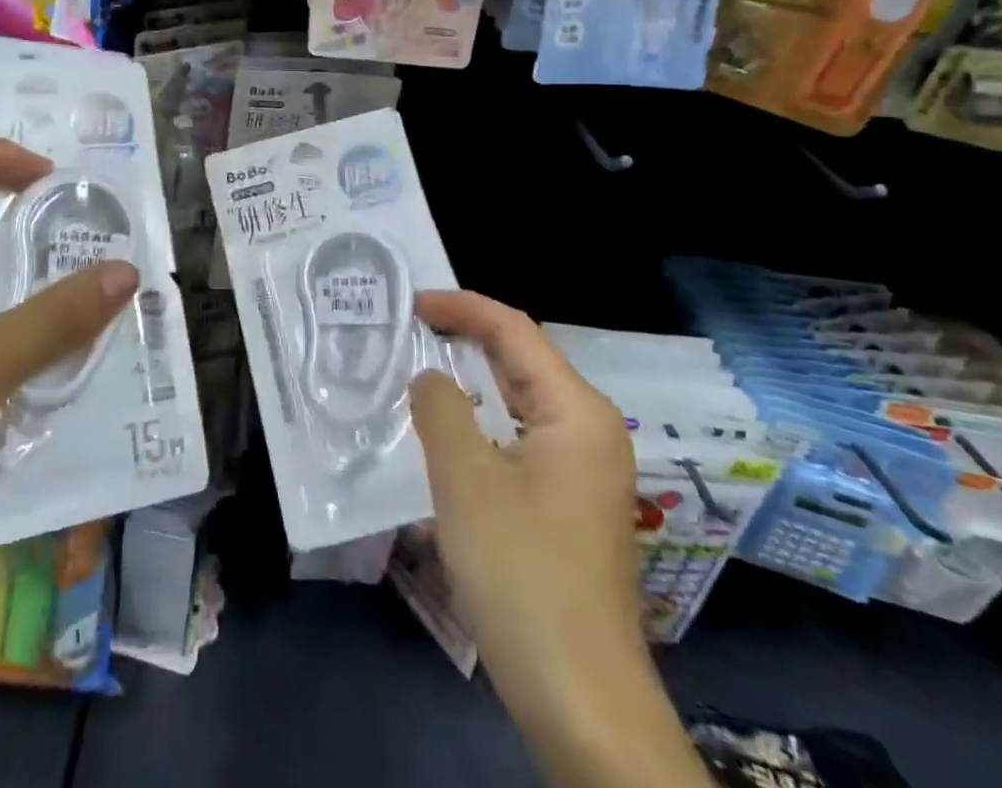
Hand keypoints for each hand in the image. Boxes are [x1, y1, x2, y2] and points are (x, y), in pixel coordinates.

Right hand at [411, 290, 640, 677]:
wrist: (581, 698)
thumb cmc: (522, 574)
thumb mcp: (465, 480)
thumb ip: (440, 408)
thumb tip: (430, 378)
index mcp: (576, 411)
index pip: (514, 330)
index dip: (461, 307)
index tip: (410, 302)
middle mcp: (591, 429)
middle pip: (523, 359)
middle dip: (466, 336)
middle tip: (410, 327)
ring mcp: (586, 469)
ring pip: (522, 400)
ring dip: (474, 378)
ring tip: (423, 366)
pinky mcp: (573, 502)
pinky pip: (523, 436)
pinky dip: (485, 419)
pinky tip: (452, 433)